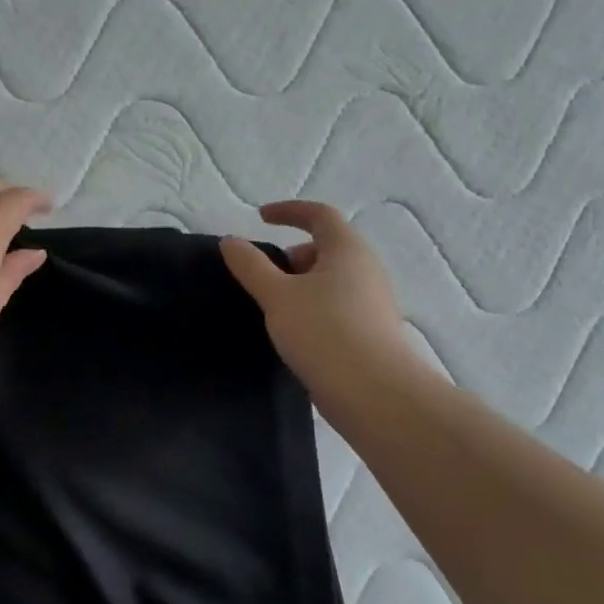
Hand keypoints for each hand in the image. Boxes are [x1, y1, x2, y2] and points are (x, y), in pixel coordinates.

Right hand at [220, 201, 424, 405]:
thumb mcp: (277, 296)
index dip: (289, 211)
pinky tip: (293, 335)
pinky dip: (310, 310)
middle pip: (324, 249)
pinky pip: (334, 307)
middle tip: (261, 278)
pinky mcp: (369, 332)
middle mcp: (366, 269)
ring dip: (299, 287)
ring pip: (329, 281)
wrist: (373, 392)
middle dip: (290, 257)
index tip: (260, 217)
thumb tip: (230, 241)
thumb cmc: (324, 332)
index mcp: (347, 250)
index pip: (320, 215)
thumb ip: (251, 266)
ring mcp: (371, 302)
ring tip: (272, 311)